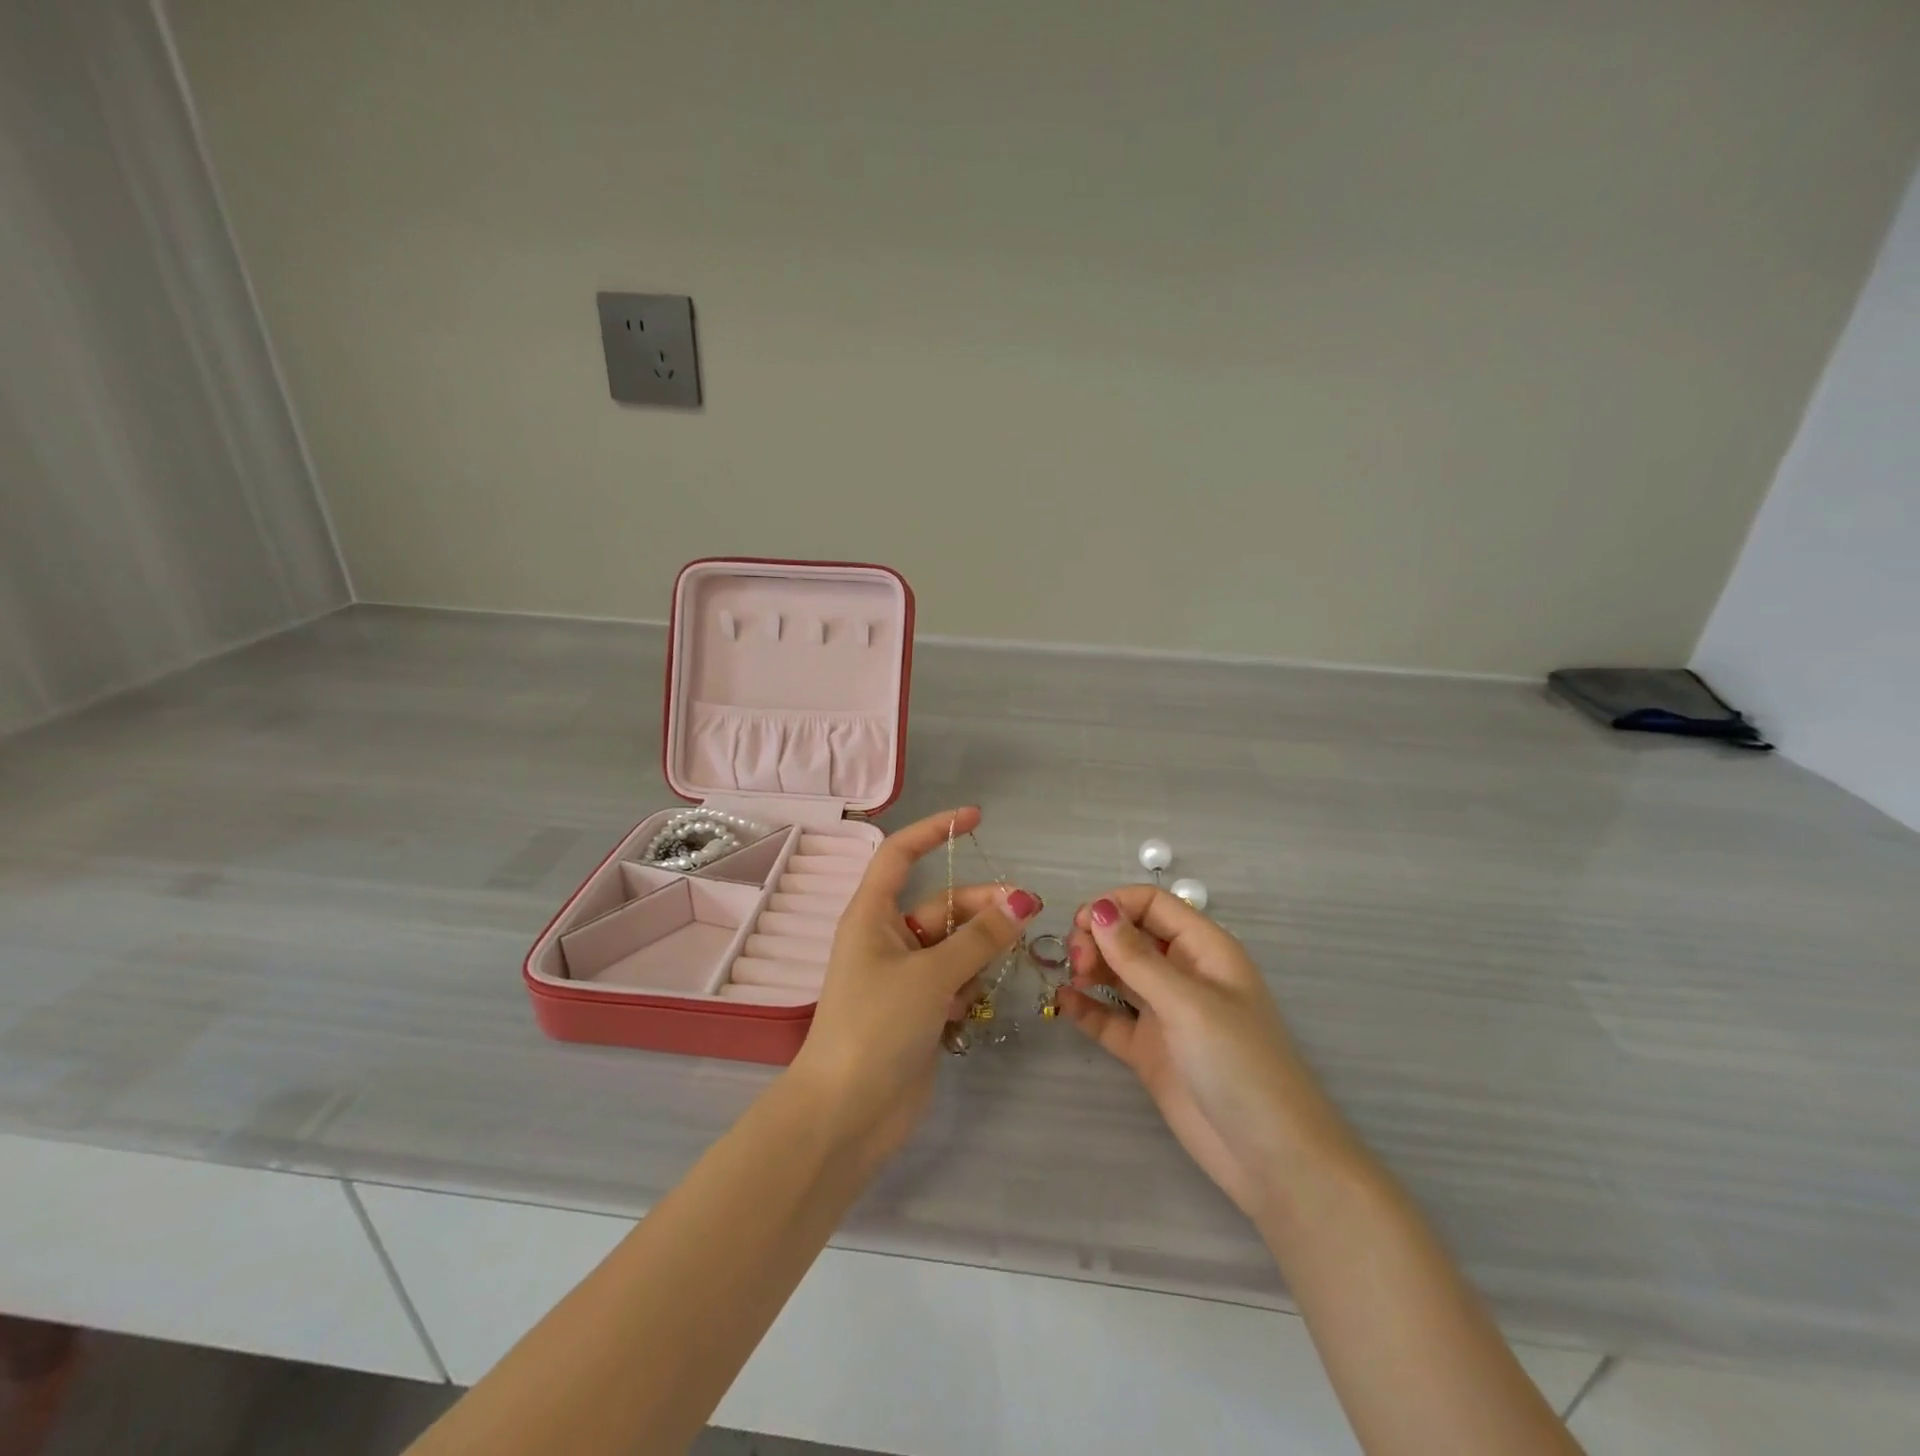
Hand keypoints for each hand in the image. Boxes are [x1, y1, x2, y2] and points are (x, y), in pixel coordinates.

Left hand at [788, 806, 1041, 1165]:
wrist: (847, 1114)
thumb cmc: (876, 1026)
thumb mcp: (931, 975)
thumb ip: (980, 938)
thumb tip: (1024, 901)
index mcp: (872, 915)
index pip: (900, 853)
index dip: (935, 830)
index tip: (976, 817)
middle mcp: (887, 938)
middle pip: (943, 904)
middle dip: (983, 905)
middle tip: (1030, 911)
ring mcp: (905, 976)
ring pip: (955, 944)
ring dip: (982, 949)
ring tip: (1008, 959)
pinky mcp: (920, 1009)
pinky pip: (956, 980)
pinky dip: (970, 986)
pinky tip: (970, 1009)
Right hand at [1061, 887, 1353, 1223]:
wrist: (1272, 1159)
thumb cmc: (1240, 1065)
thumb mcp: (1188, 1004)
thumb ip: (1138, 958)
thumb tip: (1097, 908)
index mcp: (1205, 950)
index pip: (1154, 905)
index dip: (1116, 905)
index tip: (1081, 923)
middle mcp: (1183, 974)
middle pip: (1131, 935)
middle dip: (1099, 938)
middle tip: (1077, 960)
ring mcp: (1165, 1014)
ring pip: (1118, 973)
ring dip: (1091, 967)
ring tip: (1071, 978)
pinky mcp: (1148, 1050)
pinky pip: (1110, 1018)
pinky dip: (1087, 1007)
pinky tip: (1063, 1003)